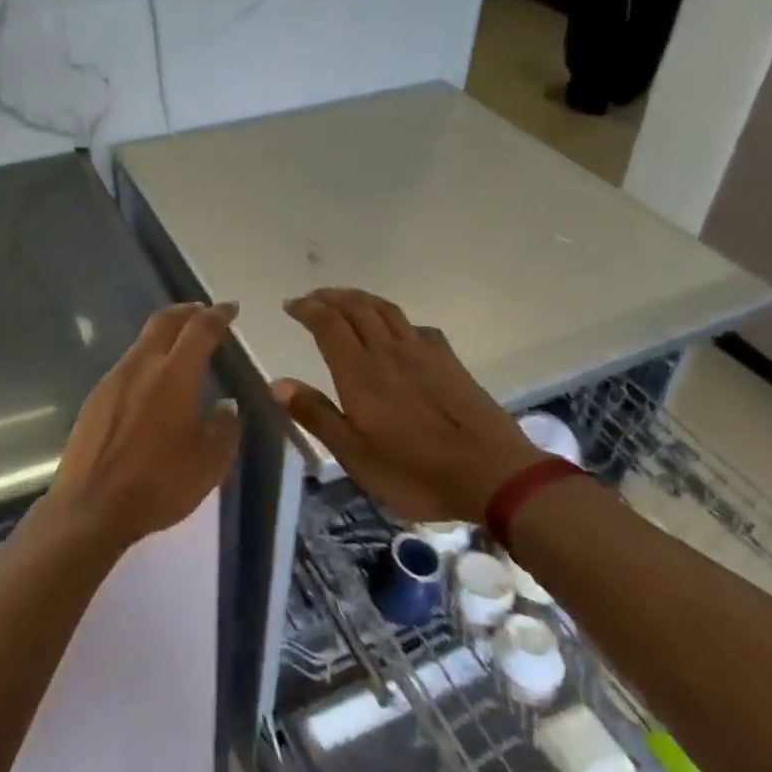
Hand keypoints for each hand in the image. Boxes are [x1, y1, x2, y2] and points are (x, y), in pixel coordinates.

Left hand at [44, 302, 242, 552]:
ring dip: (165, 334)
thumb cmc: (159, 484)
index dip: (218, 315)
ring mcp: (114, 378)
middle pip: (165, 321)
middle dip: (187, 311)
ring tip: (181, 346)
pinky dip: (147, 358)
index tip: (230, 308)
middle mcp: (142, 365)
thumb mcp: (210, 464)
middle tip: (204, 312)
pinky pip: (128, 364)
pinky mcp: (95, 397)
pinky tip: (153, 381)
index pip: (201, 329)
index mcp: (175, 374)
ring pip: (143, 341)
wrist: (91, 506)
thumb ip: (225, 428)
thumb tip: (226, 406)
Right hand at [273, 288, 538, 521]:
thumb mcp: (356, 456)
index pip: (328, 323)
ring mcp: (423, 353)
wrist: (494, 474)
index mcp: (360, 372)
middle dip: (330, 297)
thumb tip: (277, 384)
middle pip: (356, 307)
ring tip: (346, 300)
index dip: (307, 308)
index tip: (290, 304)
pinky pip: (416, 327)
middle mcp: (388, 352)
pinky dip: (397, 319)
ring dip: (361, 298)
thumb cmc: (416, 471)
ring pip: (386, 310)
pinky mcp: (449, 362)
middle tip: (312, 298)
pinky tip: (398, 330)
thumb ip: (316, 415)